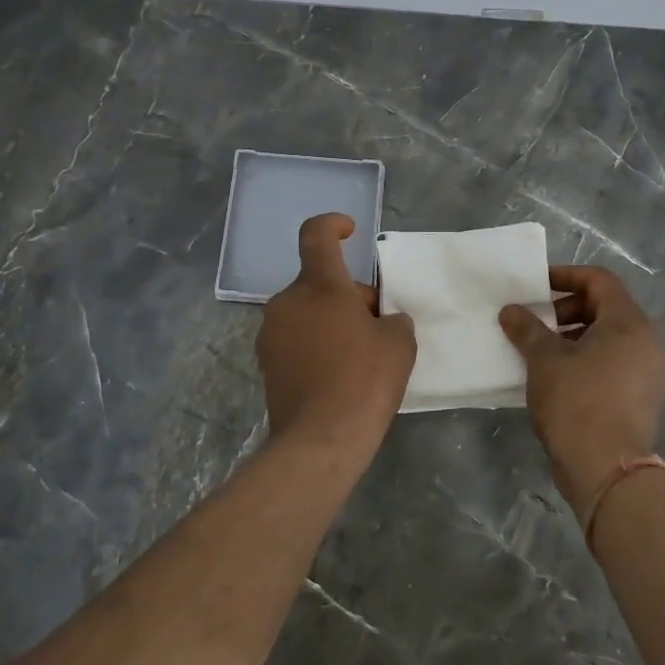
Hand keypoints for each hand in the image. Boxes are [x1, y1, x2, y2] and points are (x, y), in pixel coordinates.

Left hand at [257, 214, 416, 451]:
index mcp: (319, 287)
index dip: (332, 225)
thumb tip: (381, 321)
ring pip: (306, 313)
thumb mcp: (398, 343)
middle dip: (348, 297)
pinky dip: (316, 346)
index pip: (316, 236)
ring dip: (331, 322)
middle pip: (319, 283)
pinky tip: (337, 376)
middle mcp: (287, 303)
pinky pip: (296, 340)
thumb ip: (392, 319)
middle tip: (376, 327)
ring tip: (358, 356)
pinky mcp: (266, 364)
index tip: (349, 231)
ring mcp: (271, 334)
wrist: (321, 439)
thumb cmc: (365, 380)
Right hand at [499, 266, 664, 518]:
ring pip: (610, 338)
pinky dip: (588, 359)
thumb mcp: (544, 360)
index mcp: (630, 323)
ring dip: (574, 336)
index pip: (599, 280)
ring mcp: (650, 372)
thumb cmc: (577, 402)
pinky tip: (558, 376)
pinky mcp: (645, 397)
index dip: (565, 277)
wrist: (607, 469)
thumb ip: (527, 328)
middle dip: (567, 310)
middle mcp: (648, 341)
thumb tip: (510, 310)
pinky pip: (615, 363)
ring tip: (541, 351)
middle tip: (535, 323)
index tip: (536, 288)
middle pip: (606, 308)